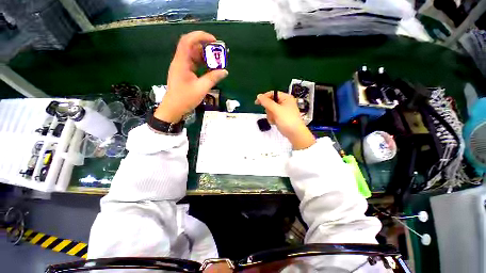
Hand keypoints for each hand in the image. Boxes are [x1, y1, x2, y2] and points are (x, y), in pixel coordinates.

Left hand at [155, 31, 228, 122]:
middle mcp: (180, 62)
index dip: (200, 36)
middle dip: (206, 47)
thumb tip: (225, 71)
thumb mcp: (201, 88)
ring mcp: (182, 68)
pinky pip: (194, 64)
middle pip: (192, 47)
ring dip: (205, 57)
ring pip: (194, 56)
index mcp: (181, 62)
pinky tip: (211, 69)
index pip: (188, 41)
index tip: (214, 40)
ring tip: (217, 61)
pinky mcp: (184, 73)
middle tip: (218, 52)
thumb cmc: (185, 99)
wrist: (173, 109)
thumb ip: (213, 78)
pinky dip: (203, 64)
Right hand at [255, 91, 315, 149]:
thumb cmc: (287, 120)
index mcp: (286, 98)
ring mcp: (282, 110)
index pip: (272, 94)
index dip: (264, 97)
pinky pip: (272, 115)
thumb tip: (259, 95)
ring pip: (270, 110)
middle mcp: (284, 103)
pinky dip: (272, 119)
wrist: (294, 133)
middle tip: (272, 114)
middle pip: (270, 102)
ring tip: (275, 119)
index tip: (257, 102)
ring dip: (270, 115)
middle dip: (269, 110)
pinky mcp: (280, 117)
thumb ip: (267, 102)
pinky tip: (275, 122)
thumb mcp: (276, 110)